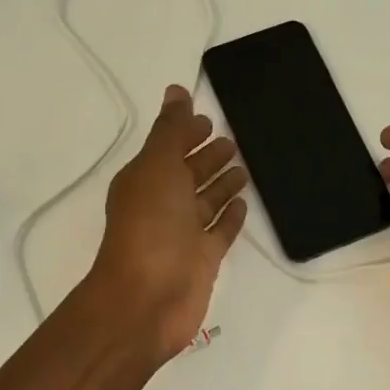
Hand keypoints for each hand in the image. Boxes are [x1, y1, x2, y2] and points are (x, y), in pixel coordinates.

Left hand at [88, 85, 248, 358]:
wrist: (148, 299)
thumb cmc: (150, 226)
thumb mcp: (157, 167)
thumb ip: (170, 130)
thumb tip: (175, 90)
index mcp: (145, 180)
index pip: (168, 148)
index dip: (185, 133)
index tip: (208, 119)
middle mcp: (162, 205)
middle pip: (187, 174)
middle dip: (206, 156)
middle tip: (232, 141)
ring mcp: (183, 234)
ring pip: (206, 201)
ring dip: (222, 184)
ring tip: (244, 167)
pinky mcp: (203, 259)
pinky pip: (220, 231)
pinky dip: (230, 216)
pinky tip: (244, 204)